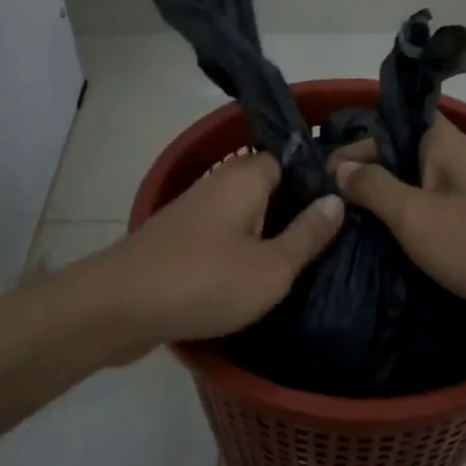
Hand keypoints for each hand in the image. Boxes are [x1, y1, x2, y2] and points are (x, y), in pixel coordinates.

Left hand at [79, 153, 342, 363]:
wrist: (119, 307)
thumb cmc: (205, 281)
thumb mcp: (272, 267)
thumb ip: (308, 234)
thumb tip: (337, 199)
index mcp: (245, 177)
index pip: (290, 159)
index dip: (317, 179)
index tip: (345, 203)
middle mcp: (218, 183)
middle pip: (267, 185)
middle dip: (294, 207)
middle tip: (328, 237)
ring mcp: (194, 210)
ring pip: (244, 211)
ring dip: (267, 230)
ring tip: (300, 258)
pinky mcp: (178, 238)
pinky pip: (222, 232)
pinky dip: (241, 247)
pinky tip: (257, 274)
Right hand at [335, 118, 465, 346]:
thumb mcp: (416, 214)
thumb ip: (374, 186)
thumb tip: (339, 168)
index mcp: (442, 145)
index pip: (386, 128)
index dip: (352, 146)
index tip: (318, 177)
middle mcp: (446, 165)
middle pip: (391, 161)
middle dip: (356, 180)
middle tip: (316, 208)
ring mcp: (452, 201)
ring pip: (401, 195)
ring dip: (372, 210)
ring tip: (329, 229)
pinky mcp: (455, 235)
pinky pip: (415, 225)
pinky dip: (391, 233)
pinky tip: (359, 249)